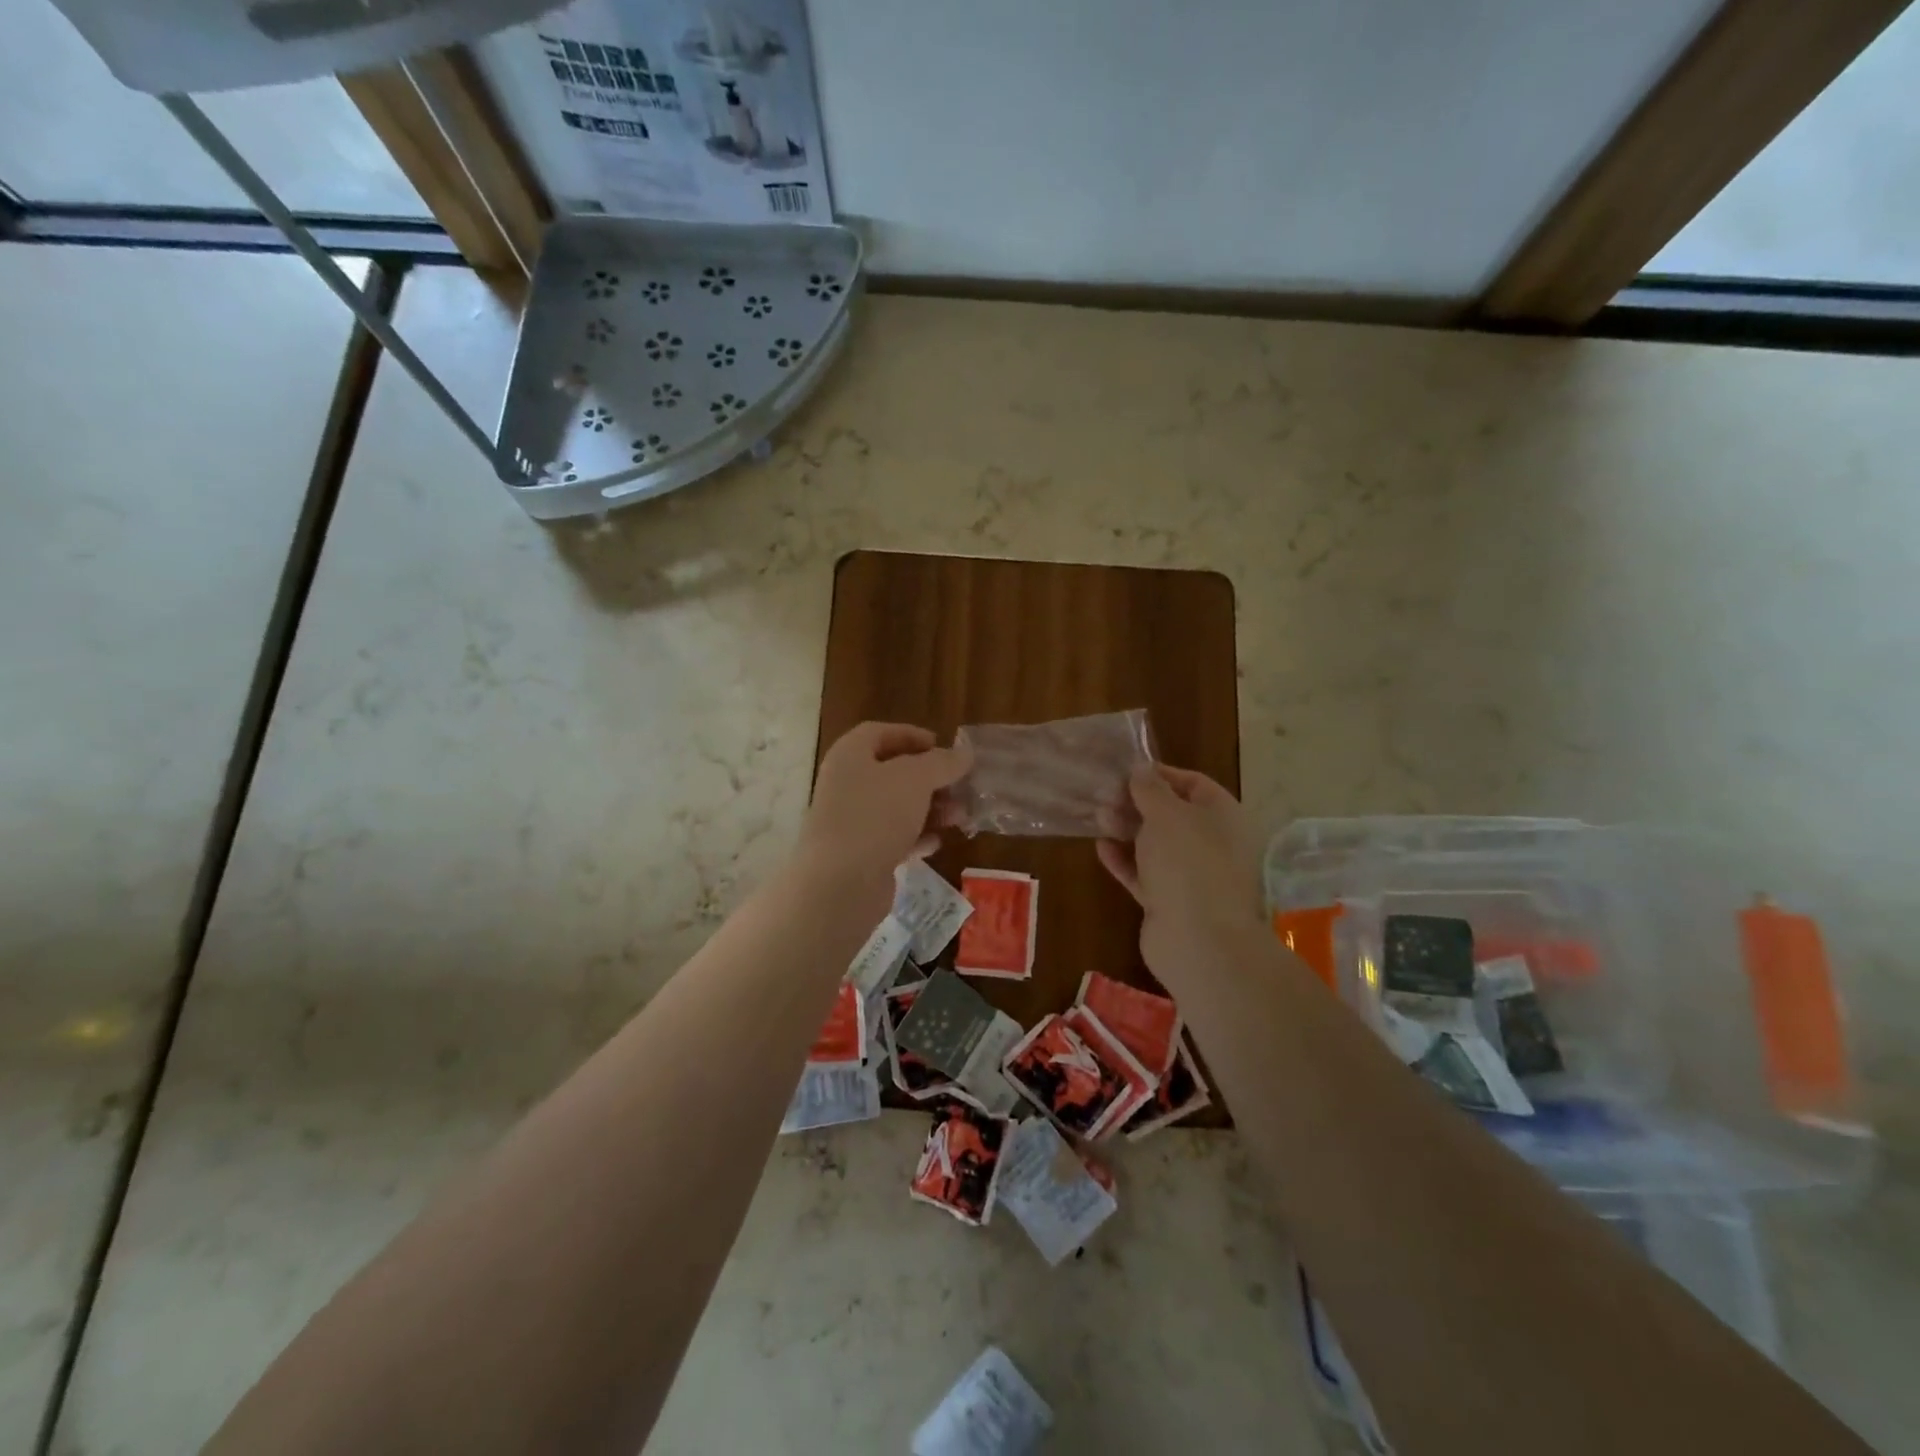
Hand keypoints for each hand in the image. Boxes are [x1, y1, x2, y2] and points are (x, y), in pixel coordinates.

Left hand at [800, 722, 971, 901]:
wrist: (840, 883)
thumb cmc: (876, 815)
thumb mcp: (916, 779)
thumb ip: (942, 763)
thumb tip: (963, 754)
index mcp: (850, 756)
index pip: (879, 733)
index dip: (911, 735)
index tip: (942, 745)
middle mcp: (845, 784)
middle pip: (892, 772)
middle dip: (930, 778)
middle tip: (959, 786)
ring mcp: (850, 822)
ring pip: (896, 807)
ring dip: (930, 809)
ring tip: (959, 817)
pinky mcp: (860, 855)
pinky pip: (892, 838)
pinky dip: (916, 837)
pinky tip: (936, 843)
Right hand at [1097, 766, 1264, 983]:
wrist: (1198, 940)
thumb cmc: (1188, 863)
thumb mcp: (1166, 814)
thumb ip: (1150, 789)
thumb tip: (1141, 769)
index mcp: (1223, 817)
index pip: (1194, 784)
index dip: (1161, 774)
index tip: (1127, 770)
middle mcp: (1212, 844)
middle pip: (1172, 815)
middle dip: (1137, 803)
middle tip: (1104, 795)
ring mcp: (1191, 876)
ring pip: (1156, 845)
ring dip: (1127, 830)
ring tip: (1098, 817)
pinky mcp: (1169, 902)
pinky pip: (1144, 874)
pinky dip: (1124, 860)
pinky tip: (1100, 848)